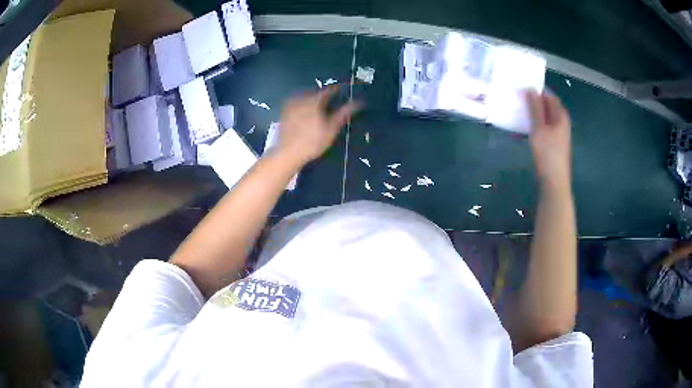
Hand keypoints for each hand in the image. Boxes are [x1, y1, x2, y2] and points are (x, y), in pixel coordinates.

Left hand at [277, 86, 359, 165]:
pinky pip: (296, 104)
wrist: (288, 153)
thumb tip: (357, 103)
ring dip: (313, 100)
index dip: (338, 90)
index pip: (329, 90)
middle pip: (316, 92)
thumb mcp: (331, 129)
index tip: (343, 90)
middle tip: (331, 101)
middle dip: (324, 95)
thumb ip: (344, 113)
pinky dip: (302, 106)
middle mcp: (301, 99)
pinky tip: (305, 114)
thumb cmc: (312, 142)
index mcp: (314, 100)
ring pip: (305, 97)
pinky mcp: (284, 113)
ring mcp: (290, 105)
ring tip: (319, 108)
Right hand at [525, 89, 571, 191]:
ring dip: (531, 115)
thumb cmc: (547, 153)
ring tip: (517, 112)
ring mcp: (558, 134)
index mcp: (560, 115)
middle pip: (547, 106)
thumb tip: (530, 88)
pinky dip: (533, 126)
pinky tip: (522, 130)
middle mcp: (561, 122)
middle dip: (532, 102)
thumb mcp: (539, 128)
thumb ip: (534, 108)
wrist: (554, 182)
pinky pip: (543, 128)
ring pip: (544, 118)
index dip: (536, 90)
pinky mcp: (553, 143)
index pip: (549, 95)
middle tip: (516, 98)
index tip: (521, 86)